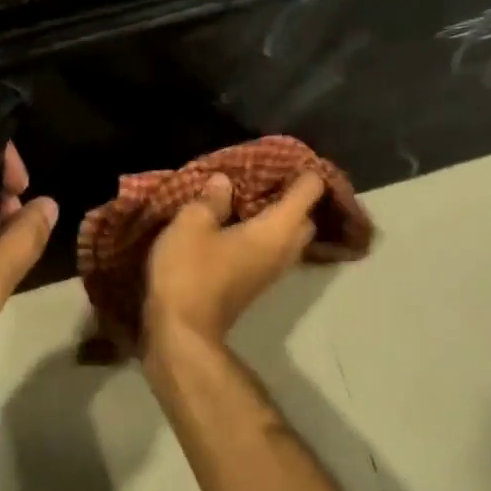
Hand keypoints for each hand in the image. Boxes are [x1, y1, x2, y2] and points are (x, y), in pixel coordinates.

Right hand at [143, 171, 324, 345]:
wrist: (182, 332)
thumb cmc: (189, 272)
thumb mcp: (192, 224)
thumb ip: (211, 199)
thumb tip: (225, 183)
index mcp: (276, 229)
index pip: (308, 192)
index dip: (303, 171)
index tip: (285, 158)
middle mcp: (283, 250)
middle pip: (305, 217)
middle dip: (293, 197)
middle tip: (265, 178)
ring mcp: (272, 272)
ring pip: (289, 238)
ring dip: (278, 218)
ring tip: (249, 200)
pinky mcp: (255, 285)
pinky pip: (272, 251)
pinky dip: (264, 235)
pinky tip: (236, 226)